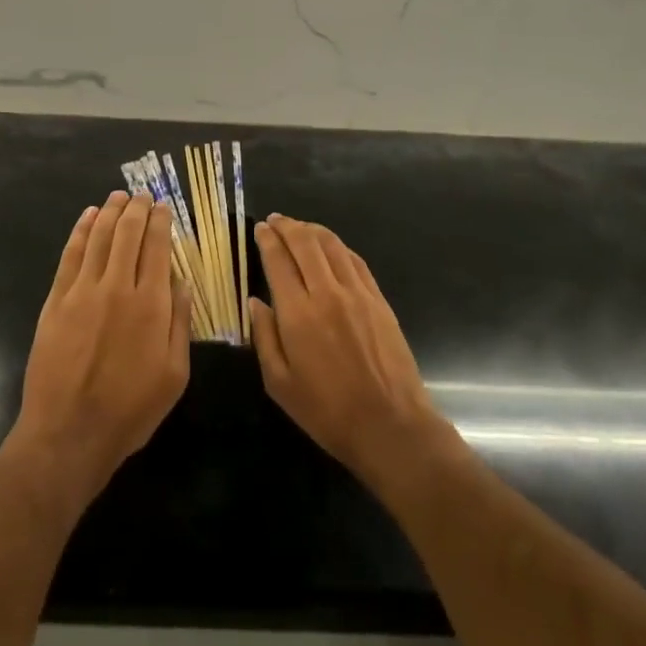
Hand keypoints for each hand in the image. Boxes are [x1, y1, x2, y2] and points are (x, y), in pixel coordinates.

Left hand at [10, 192, 190, 510]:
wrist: (69, 432)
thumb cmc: (130, 409)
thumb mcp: (174, 374)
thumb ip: (180, 323)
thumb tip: (182, 282)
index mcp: (151, 305)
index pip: (157, 248)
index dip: (161, 222)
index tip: (164, 207)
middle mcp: (117, 288)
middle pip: (127, 234)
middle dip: (137, 209)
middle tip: (142, 195)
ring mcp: (82, 291)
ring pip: (98, 238)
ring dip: (110, 212)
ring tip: (118, 196)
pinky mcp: (56, 301)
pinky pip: (70, 255)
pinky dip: (80, 231)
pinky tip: (87, 218)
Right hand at [250, 214, 449, 491]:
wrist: (390, 425)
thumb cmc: (327, 411)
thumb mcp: (279, 383)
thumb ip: (263, 337)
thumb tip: (255, 302)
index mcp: (298, 313)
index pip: (278, 260)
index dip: (266, 239)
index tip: (259, 229)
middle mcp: (327, 293)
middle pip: (305, 243)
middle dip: (287, 226)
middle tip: (275, 220)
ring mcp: (357, 293)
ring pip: (332, 245)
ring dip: (312, 230)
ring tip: (299, 227)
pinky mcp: (379, 300)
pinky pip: (355, 261)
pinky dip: (338, 246)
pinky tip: (330, 247)